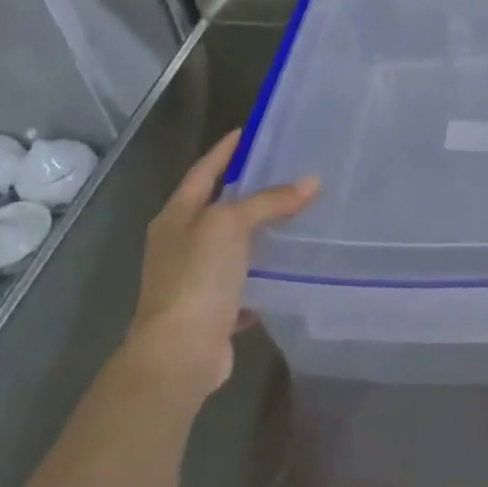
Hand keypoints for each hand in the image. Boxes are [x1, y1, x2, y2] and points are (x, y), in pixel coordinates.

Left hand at [123, 129, 317, 401]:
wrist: (179, 355)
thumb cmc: (196, 278)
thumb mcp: (230, 225)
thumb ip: (269, 201)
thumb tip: (311, 182)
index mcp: (175, 218)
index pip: (203, 172)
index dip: (224, 151)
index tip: (247, 132)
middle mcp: (180, 245)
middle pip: (216, 209)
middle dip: (246, 192)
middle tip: (284, 171)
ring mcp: (193, 280)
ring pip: (231, 247)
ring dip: (257, 234)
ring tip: (295, 216)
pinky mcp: (212, 311)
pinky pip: (243, 284)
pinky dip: (262, 275)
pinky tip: (287, 268)